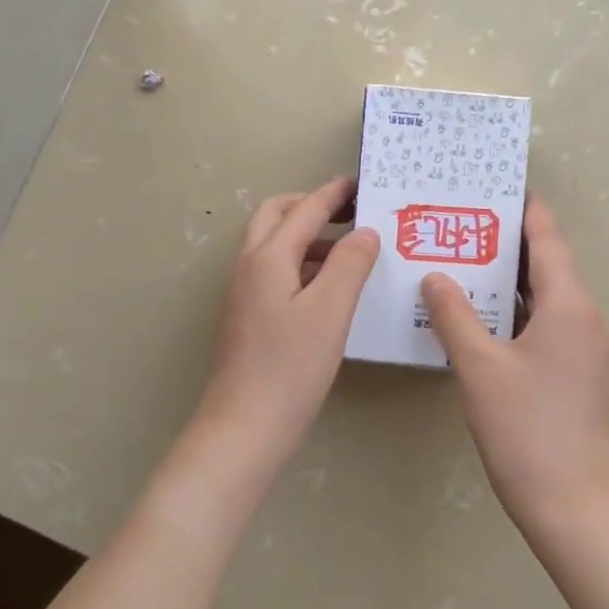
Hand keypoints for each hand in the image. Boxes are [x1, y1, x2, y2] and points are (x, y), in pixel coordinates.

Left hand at [197, 176, 380, 461]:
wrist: (245, 426)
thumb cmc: (291, 366)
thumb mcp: (331, 311)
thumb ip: (349, 264)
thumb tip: (364, 232)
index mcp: (267, 258)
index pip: (304, 210)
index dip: (334, 194)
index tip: (361, 183)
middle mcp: (248, 267)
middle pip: (275, 217)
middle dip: (311, 207)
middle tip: (350, 214)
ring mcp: (243, 294)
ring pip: (273, 247)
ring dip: (307, 237)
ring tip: (348, 251)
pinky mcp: (247, 318)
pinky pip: (274, 273)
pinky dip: (301, 265)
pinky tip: (327, 289)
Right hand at [421, 199, 608, 527]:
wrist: (570, 499)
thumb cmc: (524, 426)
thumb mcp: (479, 367)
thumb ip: (453, 316)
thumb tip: (434, 276)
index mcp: (568, 306)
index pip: (548, 241)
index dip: (525, 212)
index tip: (497, 188)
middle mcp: (585, 318)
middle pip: (548, 266)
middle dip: (509, 244)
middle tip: (463, 225)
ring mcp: (586, 348)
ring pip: (547, 297)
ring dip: (511, 280)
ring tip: (465, 262)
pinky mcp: (578, 372)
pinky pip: (547, 324)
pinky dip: (517, 310)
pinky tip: (481, 315)